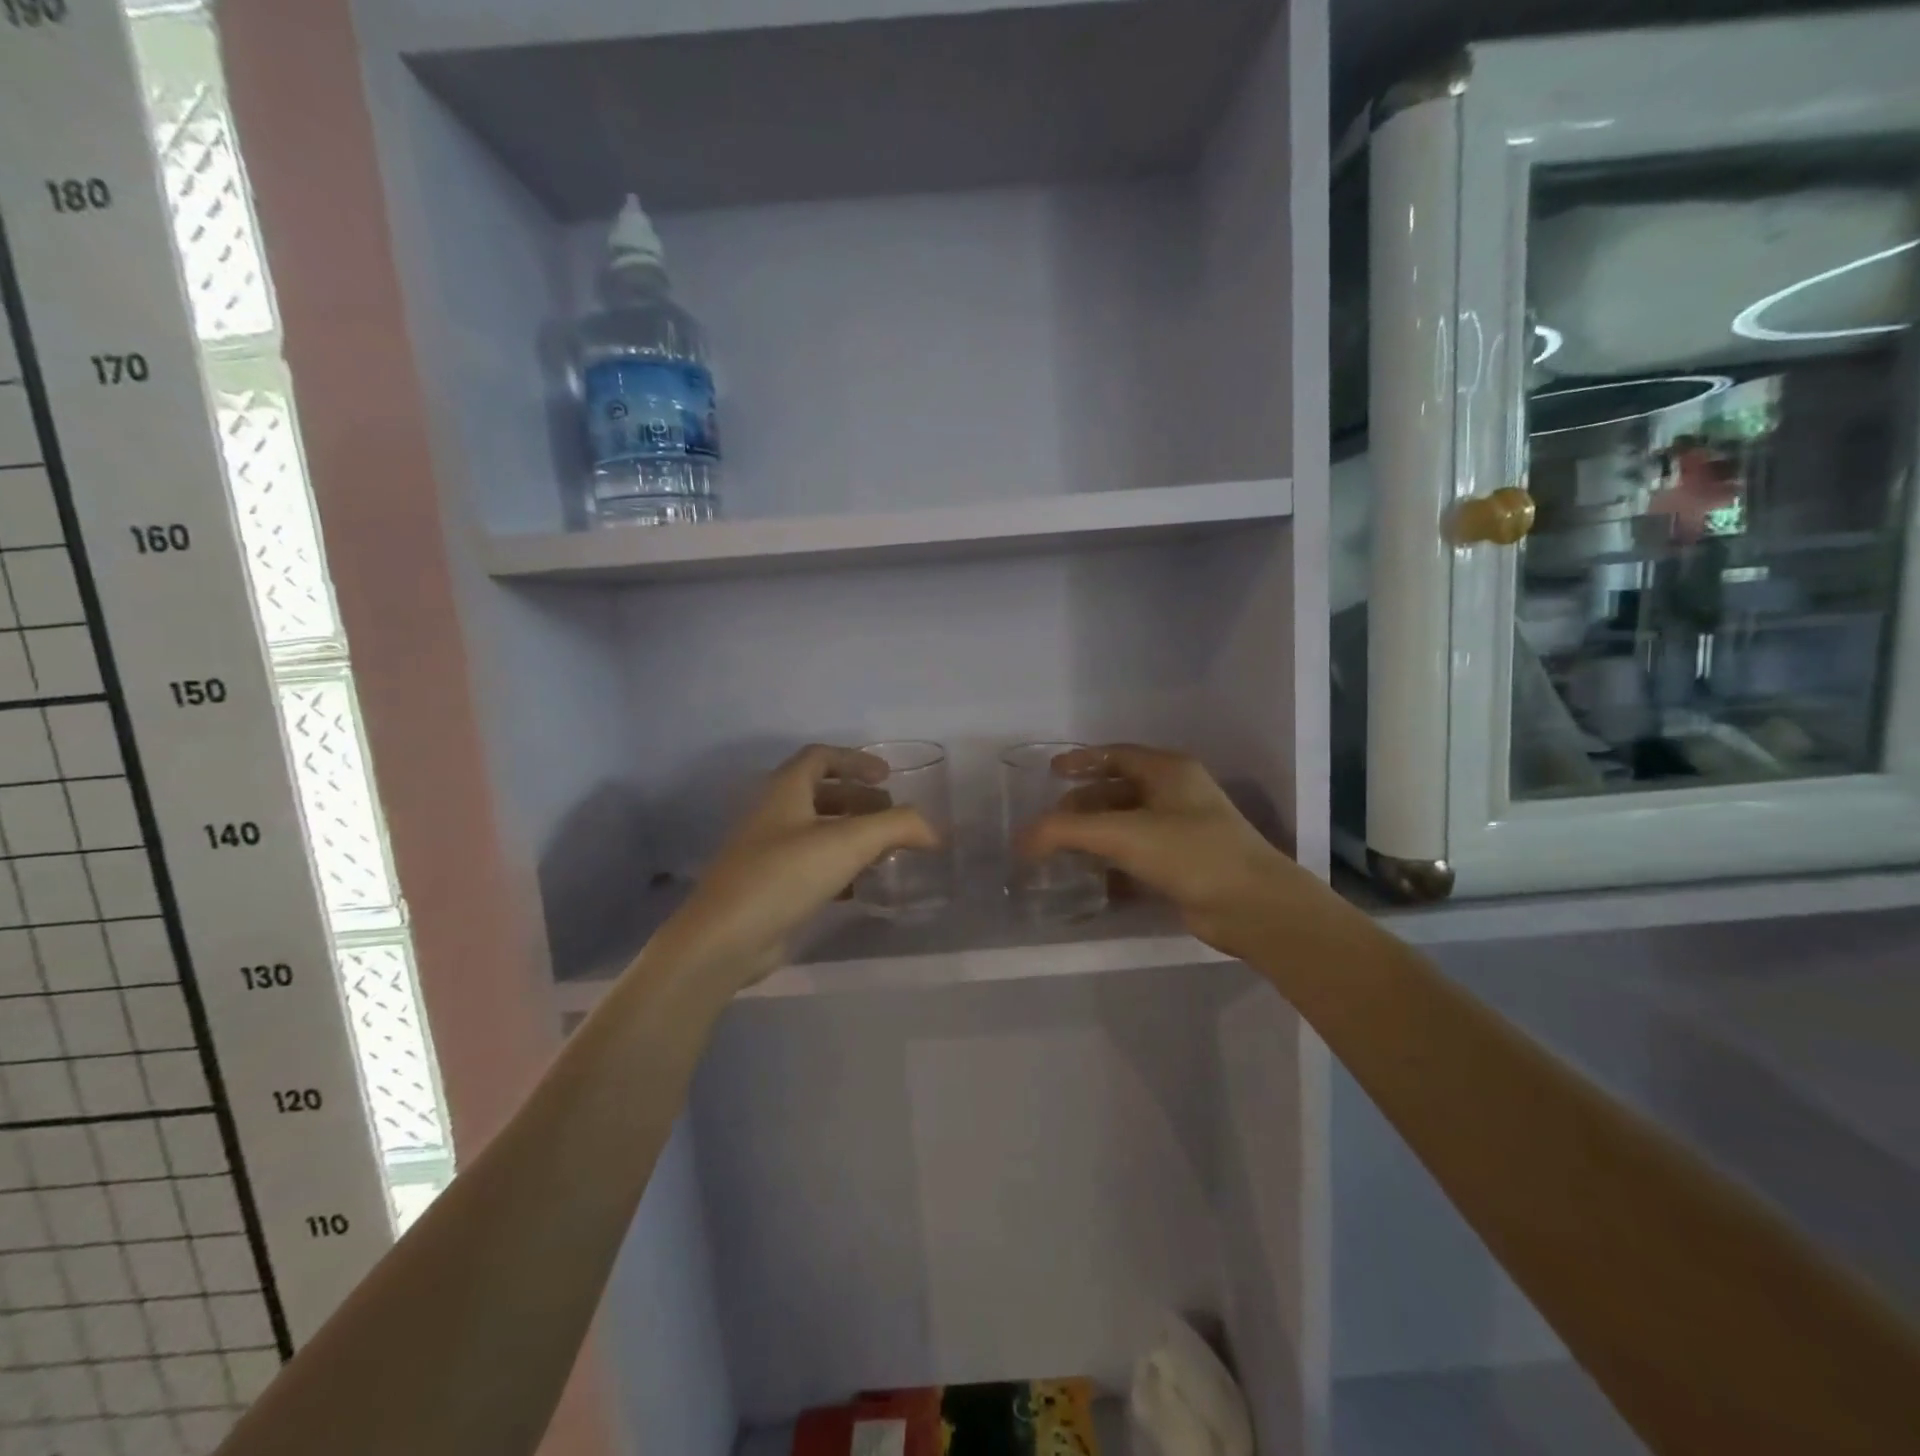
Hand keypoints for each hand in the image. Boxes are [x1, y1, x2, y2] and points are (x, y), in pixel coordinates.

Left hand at [647, 745, 936, 993]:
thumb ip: (897, 827)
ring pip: (816, 831)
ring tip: (884, 851)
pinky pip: (810, 866)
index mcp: (785, 790)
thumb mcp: (849, 842)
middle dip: (860, 800)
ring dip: (851, 835)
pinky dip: (838, 868)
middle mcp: (773, 814)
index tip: (888, 776)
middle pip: (820, 794)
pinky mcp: (769, 886)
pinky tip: (859, 887)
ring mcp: (767, 852)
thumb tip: (934, 830)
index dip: (856, 760)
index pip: (820, 757)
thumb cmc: (785, 874)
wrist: (725, 938)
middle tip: (891, 815)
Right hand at [1021, 744, 1309, 959]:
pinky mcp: (1184, 865)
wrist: (1251, 906)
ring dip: (1095, 835)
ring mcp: (1183, 831)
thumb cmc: (1189, 852)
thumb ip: (1065, 832)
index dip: (1082, 760)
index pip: (1117, 755)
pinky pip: (1138, 854)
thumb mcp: (1121, 833)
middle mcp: (1176, 794)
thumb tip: (1021, 840)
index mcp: (1168, 771)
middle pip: (1118, 790)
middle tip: (1051, 822)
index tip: (1052, 772)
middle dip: (1082, 804)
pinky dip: (1112, 861)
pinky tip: (1090, 877)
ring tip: (1061, 850)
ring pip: (1127, 824)